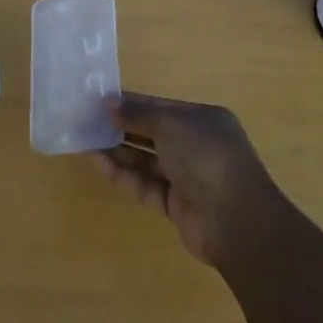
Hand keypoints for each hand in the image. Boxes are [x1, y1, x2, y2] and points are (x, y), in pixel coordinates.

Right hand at [91, 91, 281, 266]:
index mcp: (203, 120)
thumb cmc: (205, 157)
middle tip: (88, 121)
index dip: (131, 103)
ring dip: (118, 151)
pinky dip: (123, 175)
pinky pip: (145, 185)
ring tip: (86, 141)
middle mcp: (196, 146)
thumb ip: (137, 114)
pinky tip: (98, 163)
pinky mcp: (176, 206)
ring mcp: (187, 178)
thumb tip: (108, 102)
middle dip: (122, 127)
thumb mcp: (170, 124)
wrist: (236, 221)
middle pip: (152, 133)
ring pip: (146, 160)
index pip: (161, 108)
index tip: (99, 100)